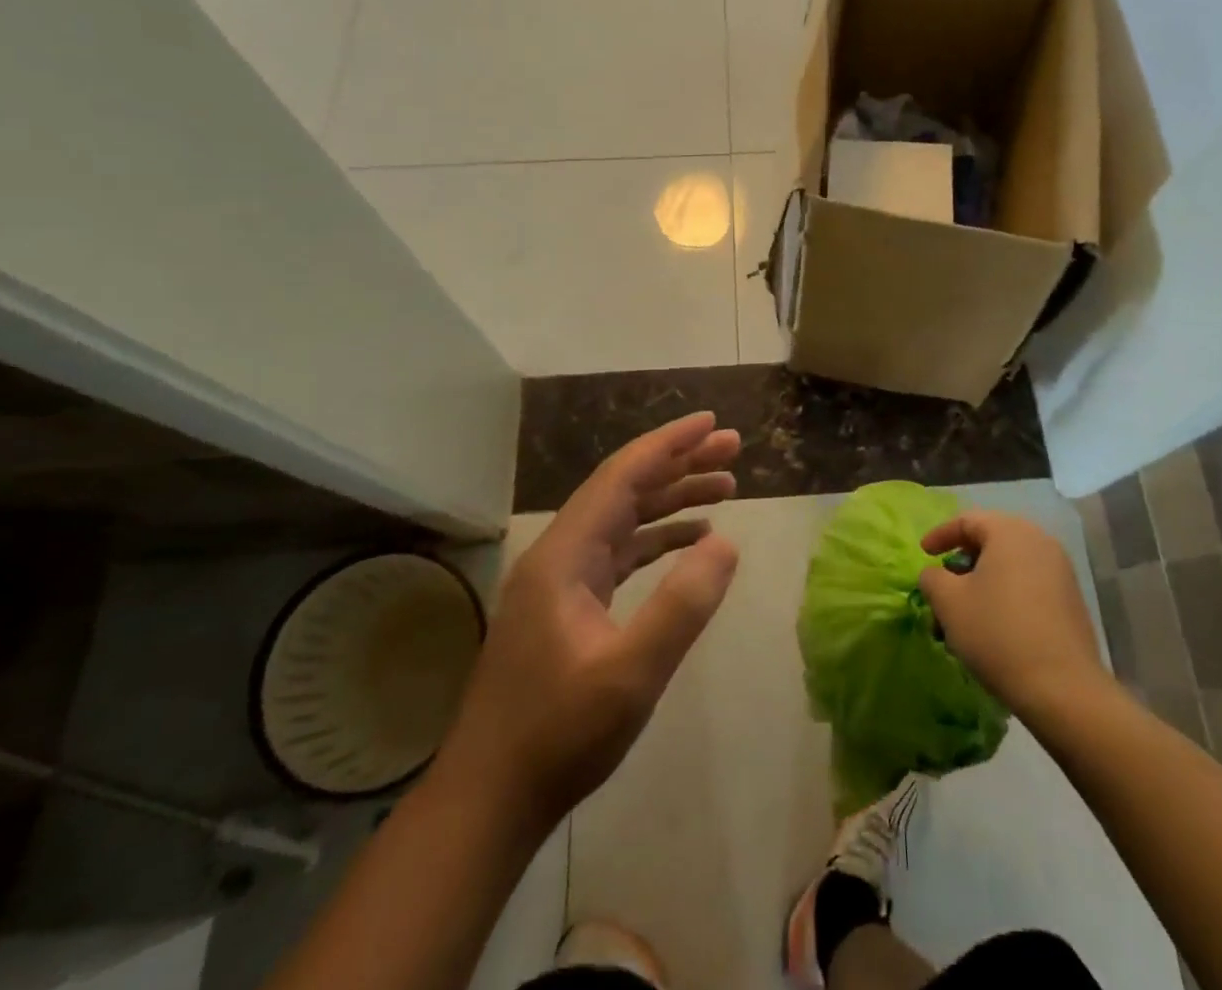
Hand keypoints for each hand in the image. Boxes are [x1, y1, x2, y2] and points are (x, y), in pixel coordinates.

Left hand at [440, 412, 740, 830]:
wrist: (489, 799)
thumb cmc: (558, 736)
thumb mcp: (631, 674)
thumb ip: (681, 605)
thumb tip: (727, 543)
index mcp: (565, 554)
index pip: (623, 475)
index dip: (669, 443)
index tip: (712, 421)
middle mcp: (560, 553)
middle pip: (626, 489)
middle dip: (679, 463)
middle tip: (732, 449)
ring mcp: (561, 581)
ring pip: (625, 519)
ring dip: (673, 499)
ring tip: (726, 487)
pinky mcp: (568, 607)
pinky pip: (620, 552)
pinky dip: (658, 539)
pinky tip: (693, 541)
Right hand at [918, 511, 1107, 722]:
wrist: (1063, 689)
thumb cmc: (997, 633)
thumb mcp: (949, 602)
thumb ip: (933, 578)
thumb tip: (936, 575)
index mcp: (1010, 532)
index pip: (967, 520)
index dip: (940, 535)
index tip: (924, 554)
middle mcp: (1039, 542)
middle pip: (990, 542)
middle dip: (962, 564)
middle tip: (943, 587)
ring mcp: (1060, 571)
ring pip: (1009, 567)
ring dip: (982, 585)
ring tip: (964, 616)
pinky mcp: (1071, 601)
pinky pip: (1028, 586)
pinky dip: (1005, 597)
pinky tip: (993, 629)